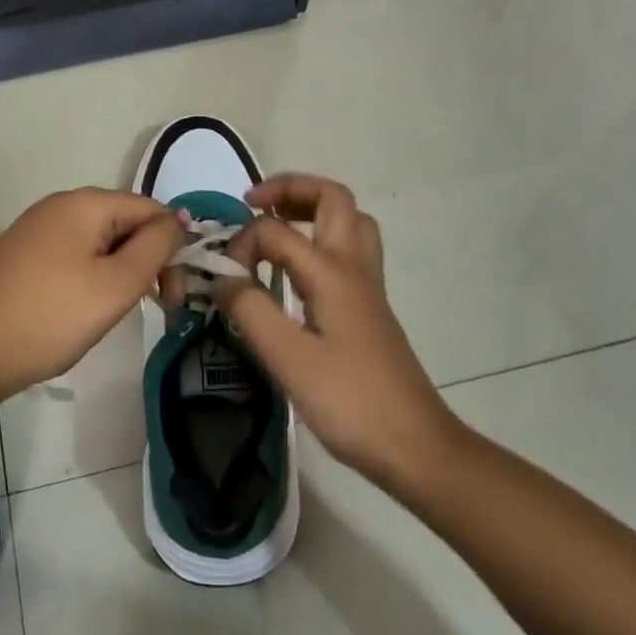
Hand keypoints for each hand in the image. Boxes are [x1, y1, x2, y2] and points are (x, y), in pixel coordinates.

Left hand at [0, 188, 181, 403]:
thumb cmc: (51, 317)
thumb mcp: (116, 284)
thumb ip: (155, 247)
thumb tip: (177, 220)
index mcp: (85, 203)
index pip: (150, 209)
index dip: (172, 247)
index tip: (175, 295)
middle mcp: (59, 205)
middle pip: (124, 222)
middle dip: (147, 260)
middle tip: (159, 307)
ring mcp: (34, 229)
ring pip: (98, 242)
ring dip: (120, 271)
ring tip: (118, 311)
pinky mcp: (19, 255)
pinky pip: (71, 255)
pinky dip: (90, 277)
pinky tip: (83, 309)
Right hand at [216, 174, 460, 488]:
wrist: (414, 445)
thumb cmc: (350, 401)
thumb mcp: (289, 359)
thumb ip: (250, 311)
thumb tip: (221, 277)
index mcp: (332, 271)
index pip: (277, 231)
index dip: (243, 243)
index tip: (224, 277)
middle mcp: (354, 266)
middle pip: (333, 198)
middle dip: (291, 189)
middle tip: (254, 204)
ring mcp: (367, 285)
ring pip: (348, 221)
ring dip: (310, 209)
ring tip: (274, 225)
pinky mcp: (369, 306)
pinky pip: (348, 249)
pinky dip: (320, 238)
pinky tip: (296, 270)